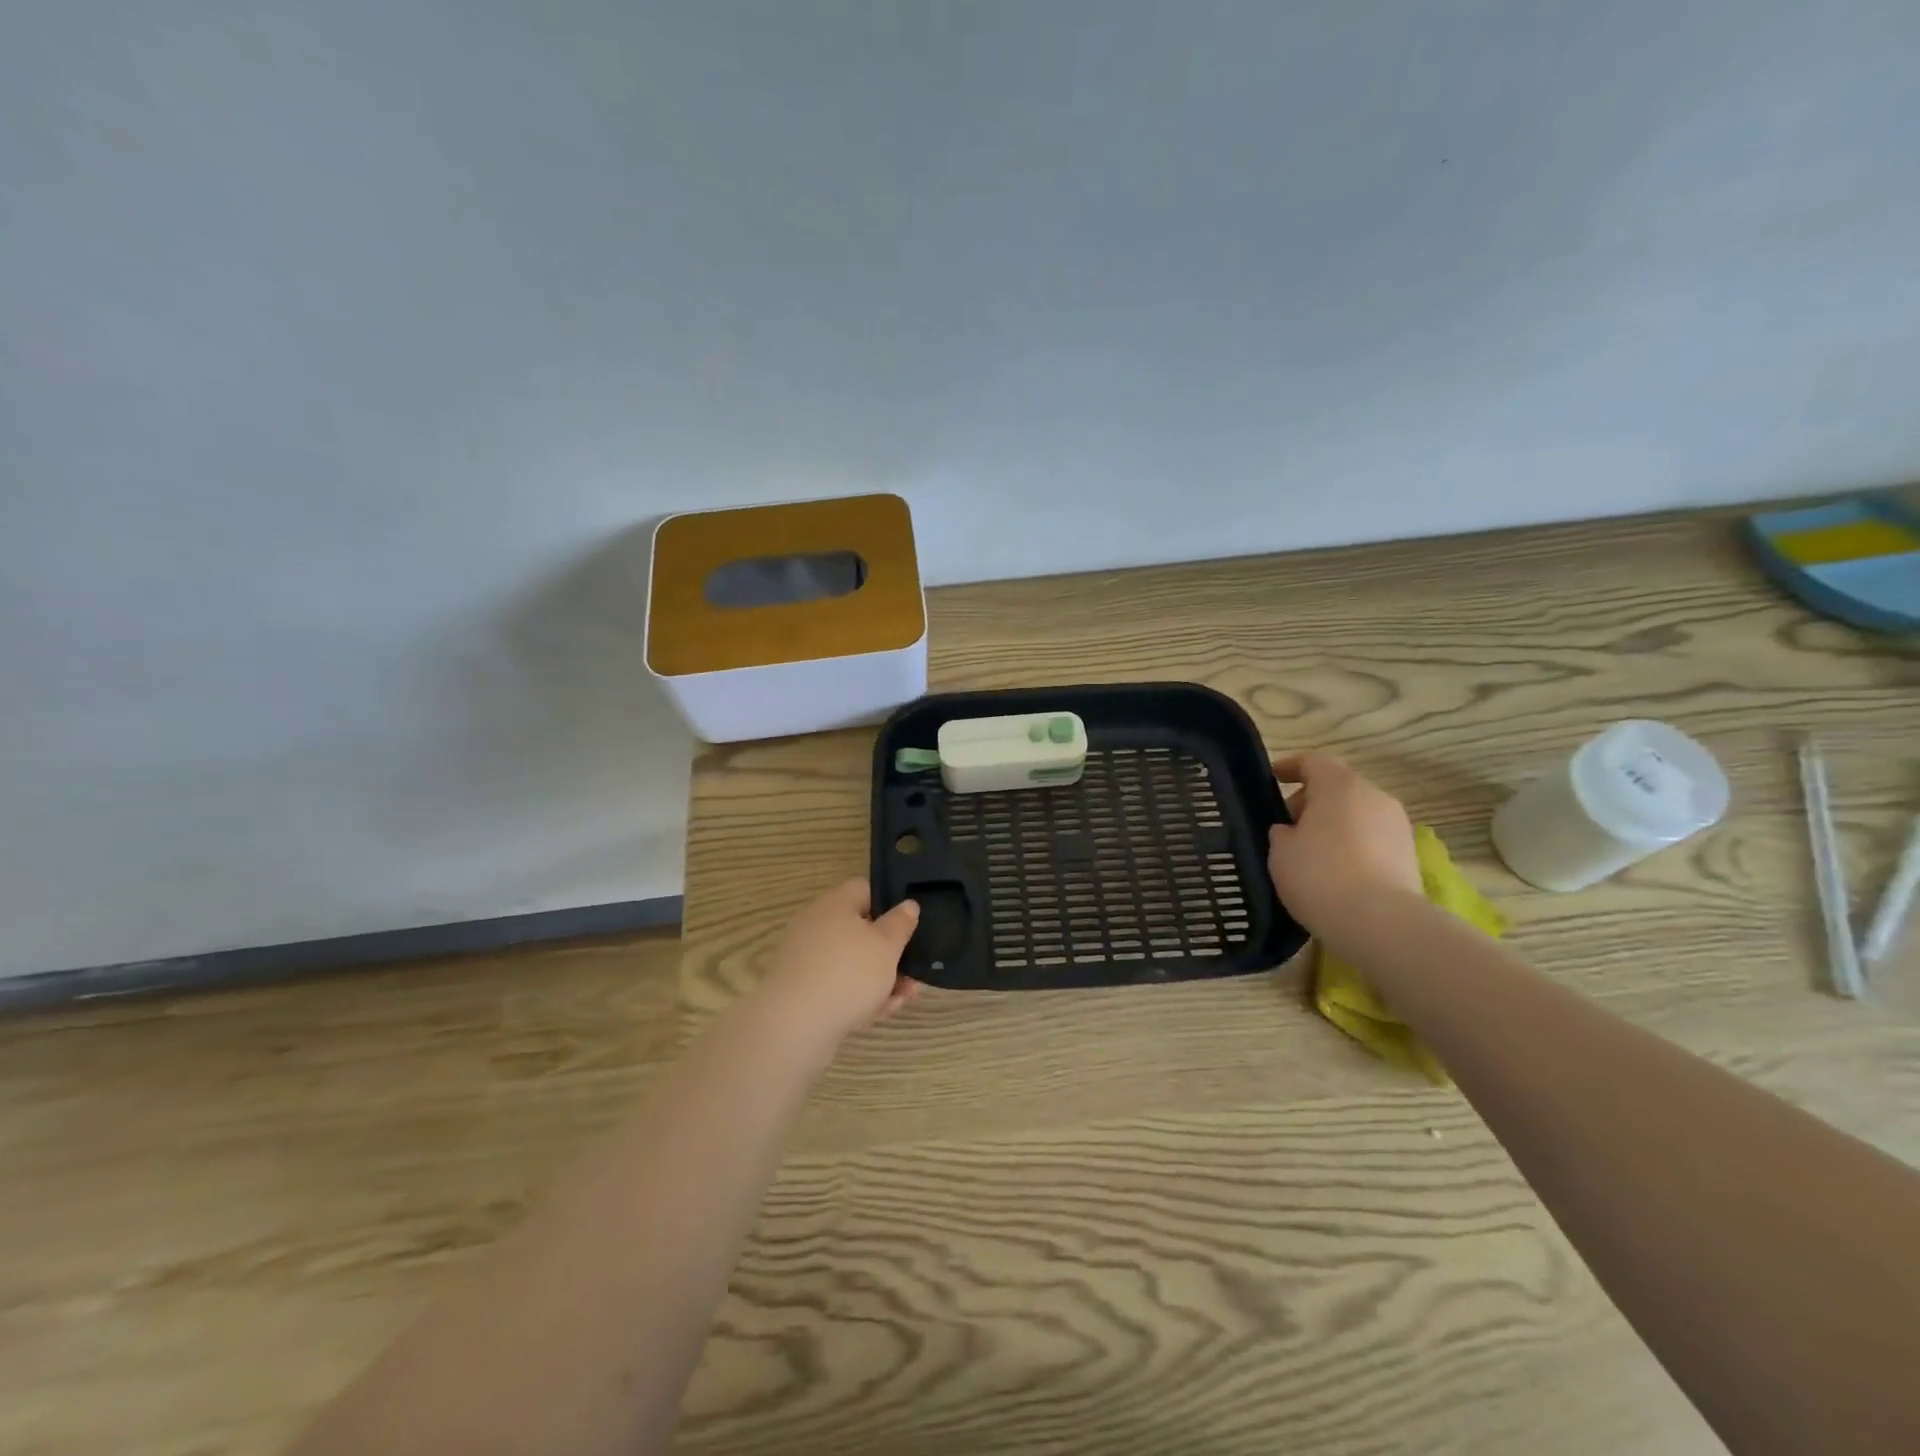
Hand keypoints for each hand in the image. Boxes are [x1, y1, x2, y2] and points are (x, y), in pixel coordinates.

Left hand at [760, 879, 922, 1044]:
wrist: (795, 1026)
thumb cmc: (849, 974)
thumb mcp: (887, 945)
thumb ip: (901, 923)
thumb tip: (907, 905)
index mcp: (834, 904)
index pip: (863, 890)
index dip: (888, 904)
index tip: (906, 927)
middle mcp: (815, 926)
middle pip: (859, 931)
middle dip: (888, 953)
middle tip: (912, 971)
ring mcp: (805, 959)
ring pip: (850, 964)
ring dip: (878, 979)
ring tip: (903, 999)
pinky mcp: (800, 991)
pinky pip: (835, 987)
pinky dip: (857, 997)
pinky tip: (878, 1014)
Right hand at [1267, 752, 1421, 944]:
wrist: (1381, 924)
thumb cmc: (1320, 875)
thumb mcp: (1280, 850)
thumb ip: (1282, 832)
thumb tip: (1291, 830)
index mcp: (1340, 785)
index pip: (1313, 761)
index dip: (1290, 766)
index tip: (1272, 778)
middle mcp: (1374, 796)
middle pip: (1338, 787)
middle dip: (1311, 802)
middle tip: (1287, 828)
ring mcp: (1397, 826)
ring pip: (1357, 814)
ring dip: (1334, 825)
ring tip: (1310, 854)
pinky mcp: (1409, 855)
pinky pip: (1371, 839)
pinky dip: (1352, 846)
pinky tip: (1335, 872)